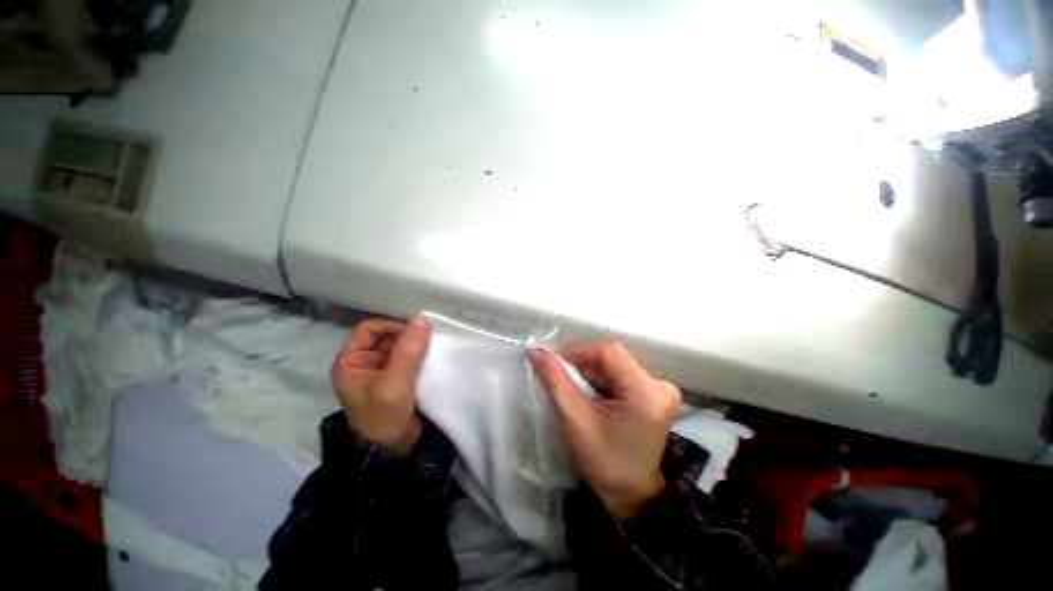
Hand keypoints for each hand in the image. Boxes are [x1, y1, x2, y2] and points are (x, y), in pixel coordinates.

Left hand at [331, 318, 431, 454]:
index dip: (391, 327)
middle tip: (429, 339)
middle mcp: (366, 363)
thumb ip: (407, 353)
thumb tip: (422, 321)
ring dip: (417, 345)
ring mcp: (383, 371)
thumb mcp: (393, 385)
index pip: (369, 329)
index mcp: (351, 362)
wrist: (395, 452)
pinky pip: (411, 358)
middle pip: (387, 336)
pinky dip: (422, 355)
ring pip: (401, 346)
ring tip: (434, 347)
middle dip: (408, 335)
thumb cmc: (384, 418)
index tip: (415, 333)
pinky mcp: (399, 379)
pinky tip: (434, 357)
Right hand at [530, 341, 679, 520]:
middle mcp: (659, 384)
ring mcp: (659, 389)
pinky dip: (601, 382)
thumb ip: (555, 382)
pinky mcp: (653, 394)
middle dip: (583, 368)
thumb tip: (537, 351)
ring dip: (591, 375)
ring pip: (613, 365)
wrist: (632, 496)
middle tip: (565, 385)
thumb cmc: (605, 464)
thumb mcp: (575, 422)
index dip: (578, 353)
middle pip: (611, 358)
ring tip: (579, 396)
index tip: (555, 366)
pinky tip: (594, 399)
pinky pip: (620, 374)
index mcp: (646, 392)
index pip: (608, 352)